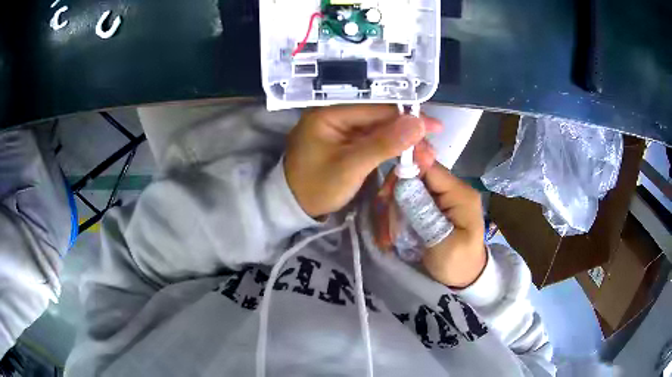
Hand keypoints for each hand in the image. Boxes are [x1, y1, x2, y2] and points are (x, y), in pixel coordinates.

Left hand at [284, 105, 441, 217]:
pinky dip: (391, 148)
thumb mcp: (350, 167)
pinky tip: (407, 155)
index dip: (408, 117)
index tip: (435, 127)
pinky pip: (372, 140)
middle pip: (380, 118)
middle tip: (430, 150)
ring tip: (424, 156)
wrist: (293, 207)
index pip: (377, 108)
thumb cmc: (316, 188)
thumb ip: (383, 144)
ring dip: (402, 142)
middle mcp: (336, 114)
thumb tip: (418, 123)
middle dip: (408, 133)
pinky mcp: (345, 141)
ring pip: (379, 129)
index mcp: (330, 113)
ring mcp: (341, 128)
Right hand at [374, 158, 486, 288]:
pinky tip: (390, 235)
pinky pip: (408, 202)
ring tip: (386, 237)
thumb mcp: (444, 243)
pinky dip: (396, 216)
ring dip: (392, 211)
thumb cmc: (457, 264)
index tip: (385, 196)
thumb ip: (425, 213)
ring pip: (406, 190)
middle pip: (413, 177)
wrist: (463, 279)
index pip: (427, 167)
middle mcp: (450, 188)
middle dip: (394, 197)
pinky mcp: (431, 207)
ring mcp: (440, 197)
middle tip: (384, 225)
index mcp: (459, 192)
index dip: (403, 174)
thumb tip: (404, 183)